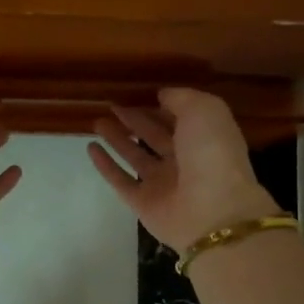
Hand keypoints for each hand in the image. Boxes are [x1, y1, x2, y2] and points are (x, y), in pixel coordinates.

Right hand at [88, 88, 280, 252]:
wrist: (212, 211)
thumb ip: (181, 98)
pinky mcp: (142, 203)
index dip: (160, 106)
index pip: (178, 118)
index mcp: (204, 138)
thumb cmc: (212, 154)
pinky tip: (90, 148)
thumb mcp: (204, 110)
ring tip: (97, 122)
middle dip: (135, 120)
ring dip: (117, 139)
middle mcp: (184, 160)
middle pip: (155, 136)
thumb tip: (161, 95)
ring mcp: (162, 184)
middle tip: (112, 105)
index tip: (137, 92)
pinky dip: (105, 165)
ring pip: (135, 156)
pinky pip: (120, 180)